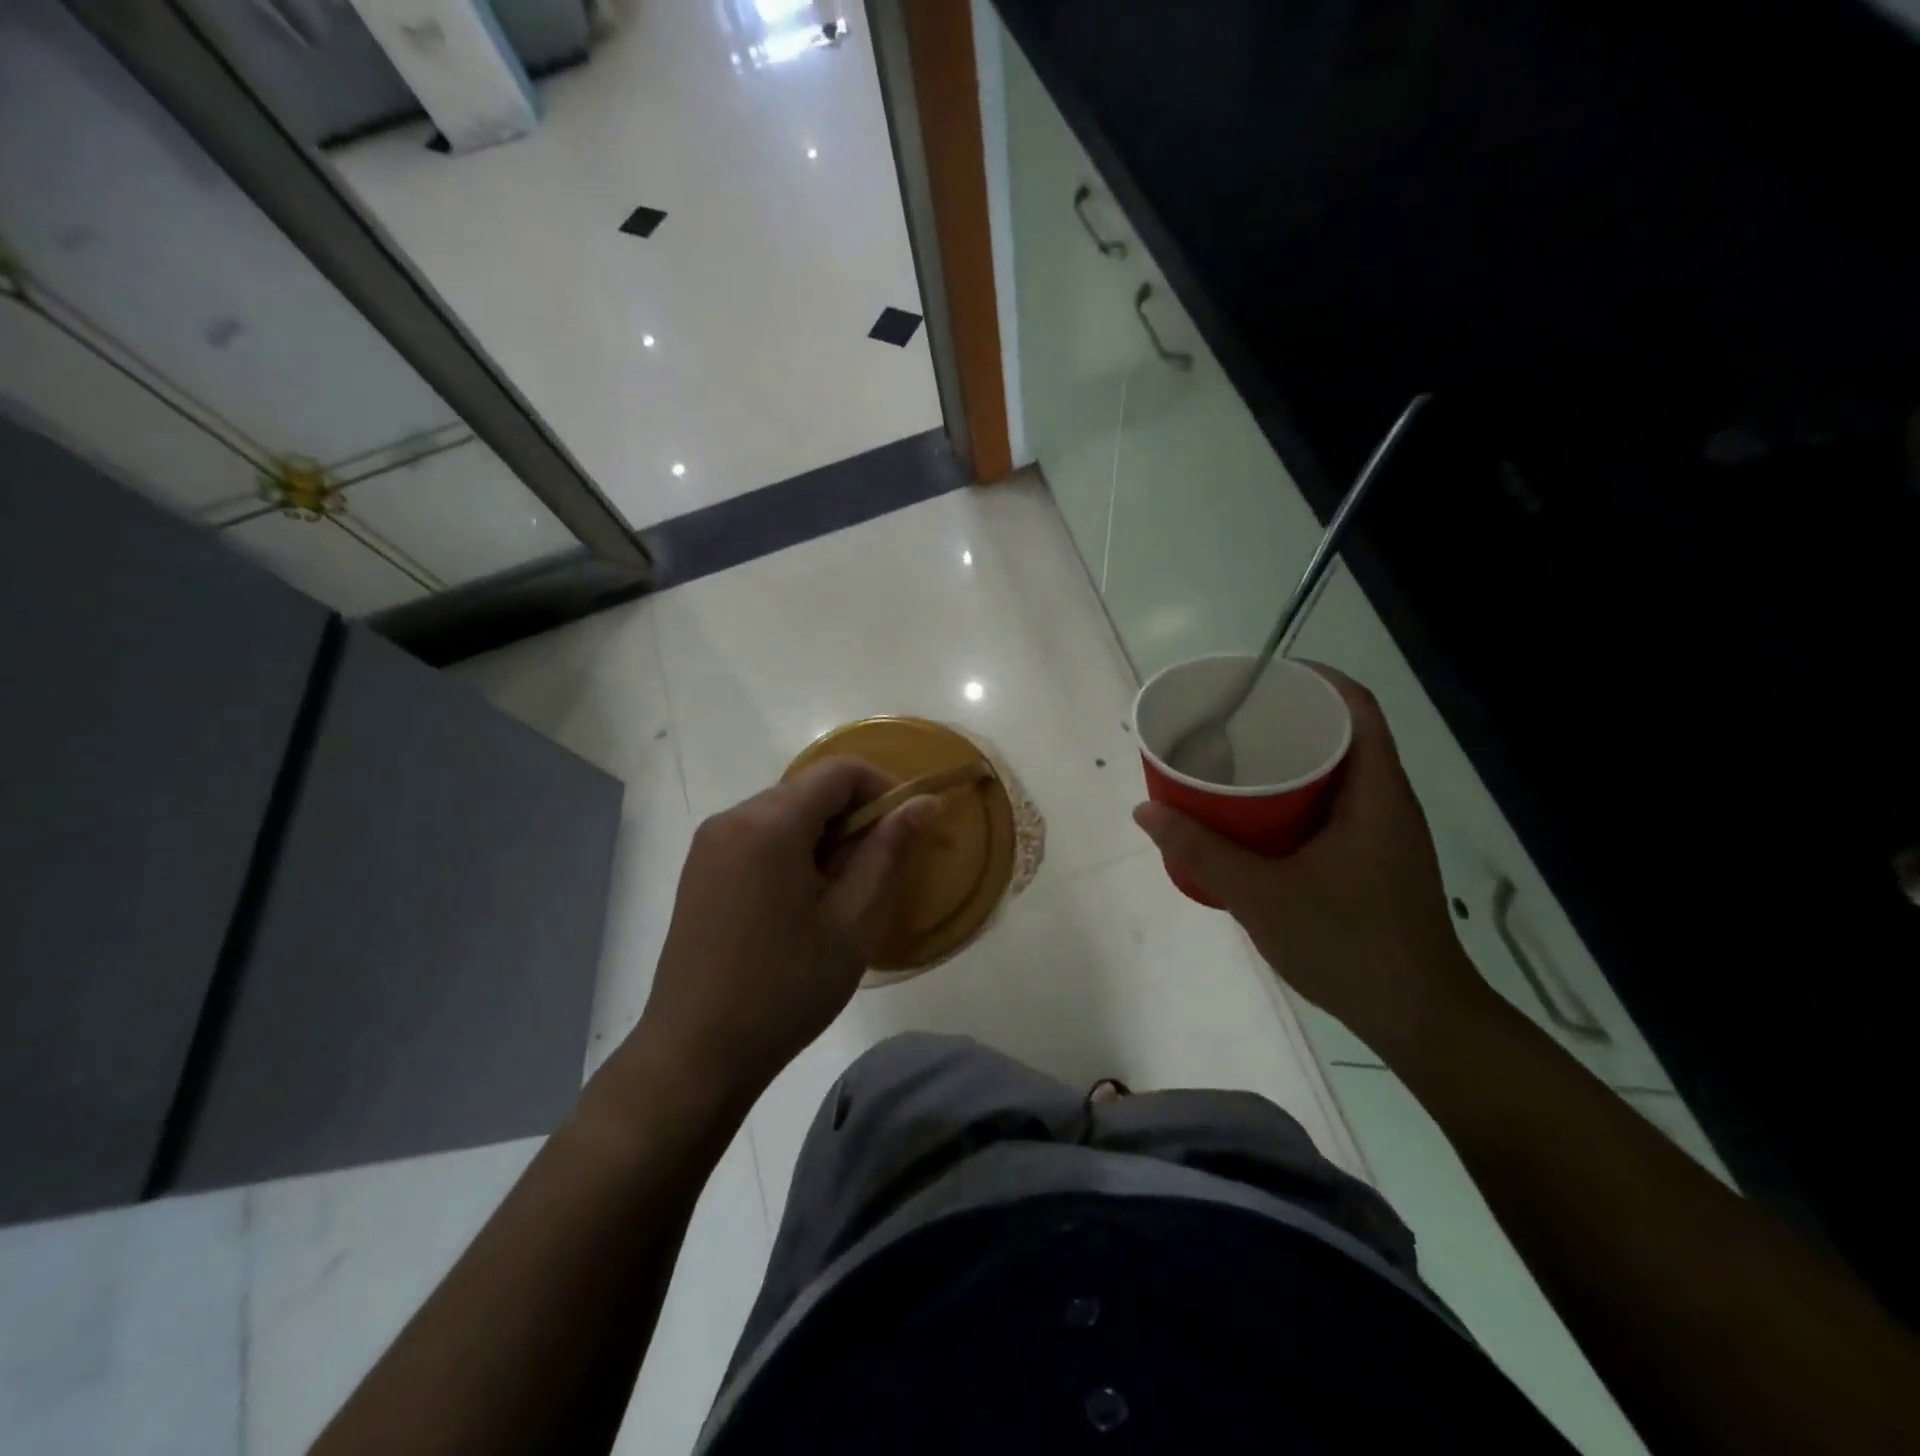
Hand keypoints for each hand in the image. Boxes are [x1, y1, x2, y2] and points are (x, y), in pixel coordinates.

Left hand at [632, 759, 936, 1109]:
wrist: (696, 1053)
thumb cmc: (785, 989)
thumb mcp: (853, 922)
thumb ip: (888, 852)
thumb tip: (923, 803)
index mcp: (770, 824)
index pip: (840, 771)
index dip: (883, 789)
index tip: (905, 832)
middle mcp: (733, 818)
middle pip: (810, 789)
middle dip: (853, 817)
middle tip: (875, 872)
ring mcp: (710, 843)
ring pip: (785, 812)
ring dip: (824, 836)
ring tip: (840, 894)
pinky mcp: (700, 868)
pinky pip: (759, 835)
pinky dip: (793, 849)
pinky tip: (800, 903)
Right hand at [1133, 664, 1490, 1060]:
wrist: (1418, 1019)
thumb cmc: (1349, 946)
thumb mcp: (1262, 897)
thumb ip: (1201, 852)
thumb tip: (1146, 809)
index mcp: (1376, 793)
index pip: (1356, 707)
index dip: (1312, 679)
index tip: (1258, 678)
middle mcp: (1386, 801)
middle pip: (1342, 734)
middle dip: (1287, 718)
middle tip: (1229, 720)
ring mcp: (1383, 833)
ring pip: (1335, 773)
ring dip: (1288, 760)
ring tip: (1232, 759)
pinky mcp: (1373, 859)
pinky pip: (1331, 806)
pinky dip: (1293, 797)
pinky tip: (1254, 817)